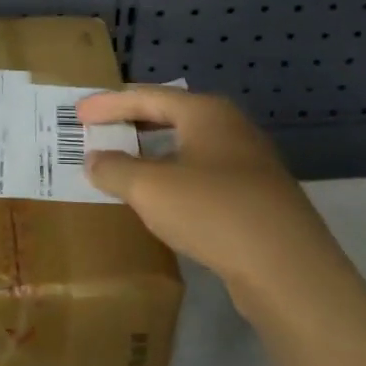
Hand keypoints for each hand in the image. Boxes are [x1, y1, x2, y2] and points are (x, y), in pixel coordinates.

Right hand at [79, 87, 339, 317]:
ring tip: (123, 164)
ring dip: (152, 154)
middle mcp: (230, 128)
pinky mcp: (256, 198)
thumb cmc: (213, 211)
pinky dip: (173, 179)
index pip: (146, 96)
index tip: (77, 114)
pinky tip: (161, 200)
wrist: (288, 268)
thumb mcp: (150, 188)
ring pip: (188, 148)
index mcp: (206, 113)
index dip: (108, 104)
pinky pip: (203, 176)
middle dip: (131, 124)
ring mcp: (248, 164)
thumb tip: (94, 159)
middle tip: (98, 131)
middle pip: (170, 116)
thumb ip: (115, 169)